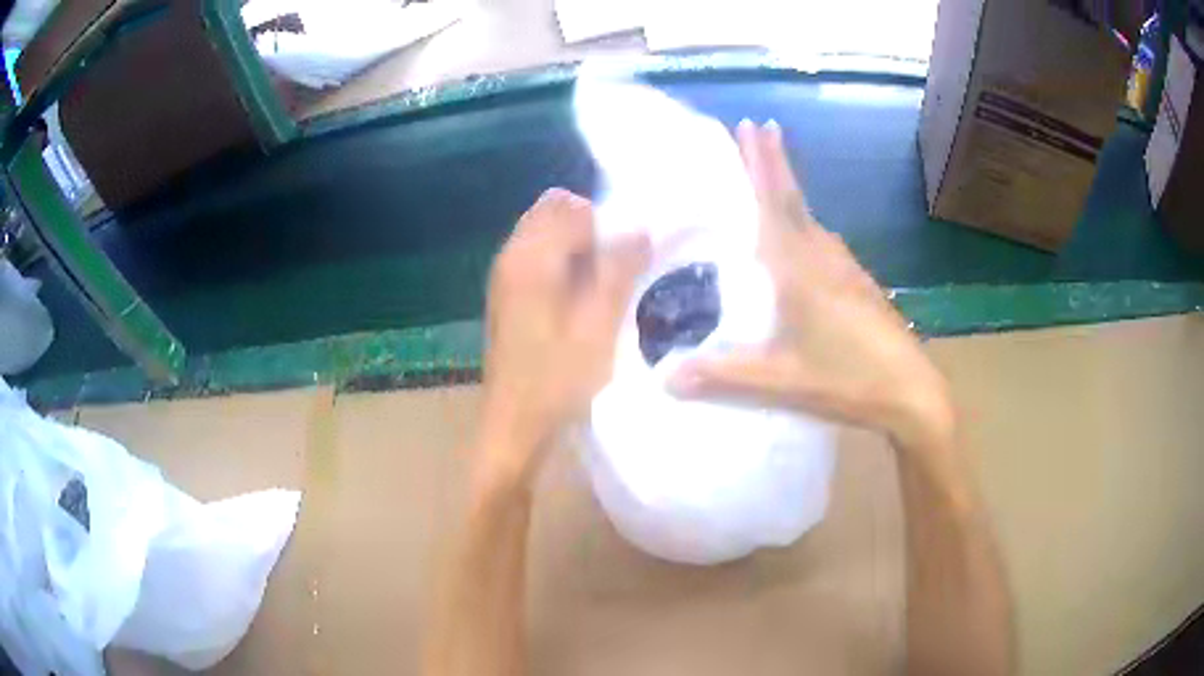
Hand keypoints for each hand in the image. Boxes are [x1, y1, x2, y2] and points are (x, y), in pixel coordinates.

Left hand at [480, 188, 649, 485]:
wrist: (514, 427)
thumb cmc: (557, 381)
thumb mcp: (599, 325)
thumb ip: (619, 270)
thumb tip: (639, 228)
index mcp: (530, 257)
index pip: (572, 205)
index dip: (606, 222)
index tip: (628, 256)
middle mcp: (511, 256)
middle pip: (554, 212)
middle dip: (591, 229)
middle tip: (617, 268)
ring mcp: (505, 276)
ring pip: (547, 235)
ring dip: (579, 248)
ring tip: (603, 286)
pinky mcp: (507, 297)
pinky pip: (539, 259)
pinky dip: (564, 265)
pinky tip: (582, 301)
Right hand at [670, 121, 953, 452]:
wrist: (911, 390)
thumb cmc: (848, 379)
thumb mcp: (782, 380)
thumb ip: (723, 376)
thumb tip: (664, 379)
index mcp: (800, 269)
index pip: (773, 204)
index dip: (761, 163)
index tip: (750, 125)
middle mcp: (823, 257)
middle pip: (793, 199)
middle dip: (775, 161)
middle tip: (759, 125)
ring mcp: (845, 268)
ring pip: (810, 218)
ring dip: (789, 189)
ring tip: (771, 174)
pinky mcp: (858, 283)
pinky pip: (822, 240)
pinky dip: (804, 222)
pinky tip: (801, 237)